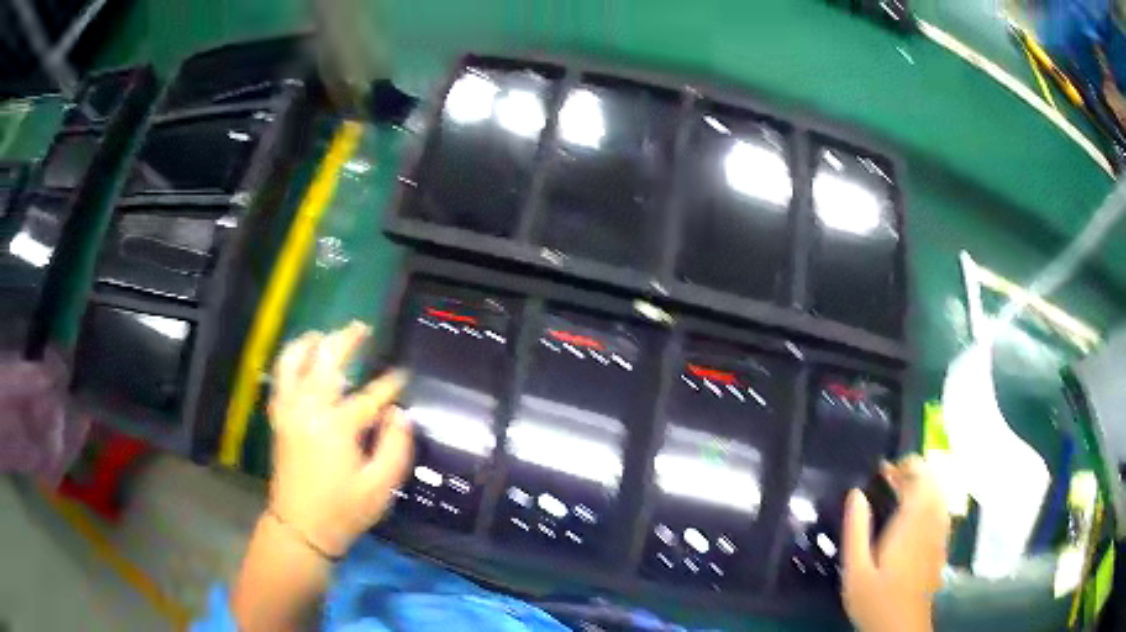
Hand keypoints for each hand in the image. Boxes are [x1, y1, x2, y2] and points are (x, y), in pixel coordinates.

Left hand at [267, 322, 412, 556]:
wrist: (300, 528)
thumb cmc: (343, 510)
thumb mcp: (380, 487)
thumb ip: (395, 447)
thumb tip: (400, 414)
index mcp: (337, 426)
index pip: (370, 395)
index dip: (390, 384)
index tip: (404, 375)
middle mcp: (309, 409)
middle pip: (325, 361)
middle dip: (345, 340)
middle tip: (361, 328)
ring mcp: (289, 411)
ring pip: (292, 362)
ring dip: (309, 343)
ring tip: (323, 336)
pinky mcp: (278, 419)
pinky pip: (279, 379)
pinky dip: (289, 363)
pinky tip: (299, 362)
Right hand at [841, 455, 949, 631]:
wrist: (901, 629)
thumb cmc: (875, 601)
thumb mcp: (855, 571)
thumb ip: (856, 531)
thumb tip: (855, 494)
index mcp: (911, 523)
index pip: (920, 477)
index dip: (905, 466)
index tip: (884, 470)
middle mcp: (932, 521)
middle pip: (933, 480)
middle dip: (914, 472)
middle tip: (889, 480)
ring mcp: (940, 533)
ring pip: (940, 493)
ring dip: (923, 484)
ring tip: (900, 492)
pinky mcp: (942, 544)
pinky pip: (942, 509)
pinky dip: (931, 500)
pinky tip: (914, 514)